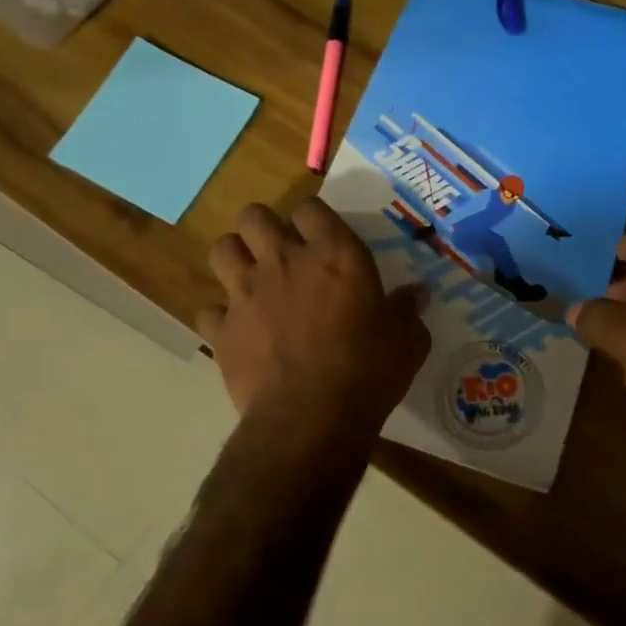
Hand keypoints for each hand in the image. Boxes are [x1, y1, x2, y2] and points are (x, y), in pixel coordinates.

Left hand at [198, 198, 430, 441]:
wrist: (312, 417)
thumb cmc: (369, 370)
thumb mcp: (408, 340)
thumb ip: (408, 310)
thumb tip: (417, 294)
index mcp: (334, 254)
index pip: (310, 208)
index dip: (312, 219)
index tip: (320, 238)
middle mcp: (284, 261)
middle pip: (254, 216)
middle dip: (262, 228)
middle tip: (278, 251)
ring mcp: (246, 293)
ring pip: (221, 249)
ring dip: (235, 259)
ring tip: (250, 278)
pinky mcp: (221, 330)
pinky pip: (208, 310)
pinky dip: (221, 317)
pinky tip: (237, 331)